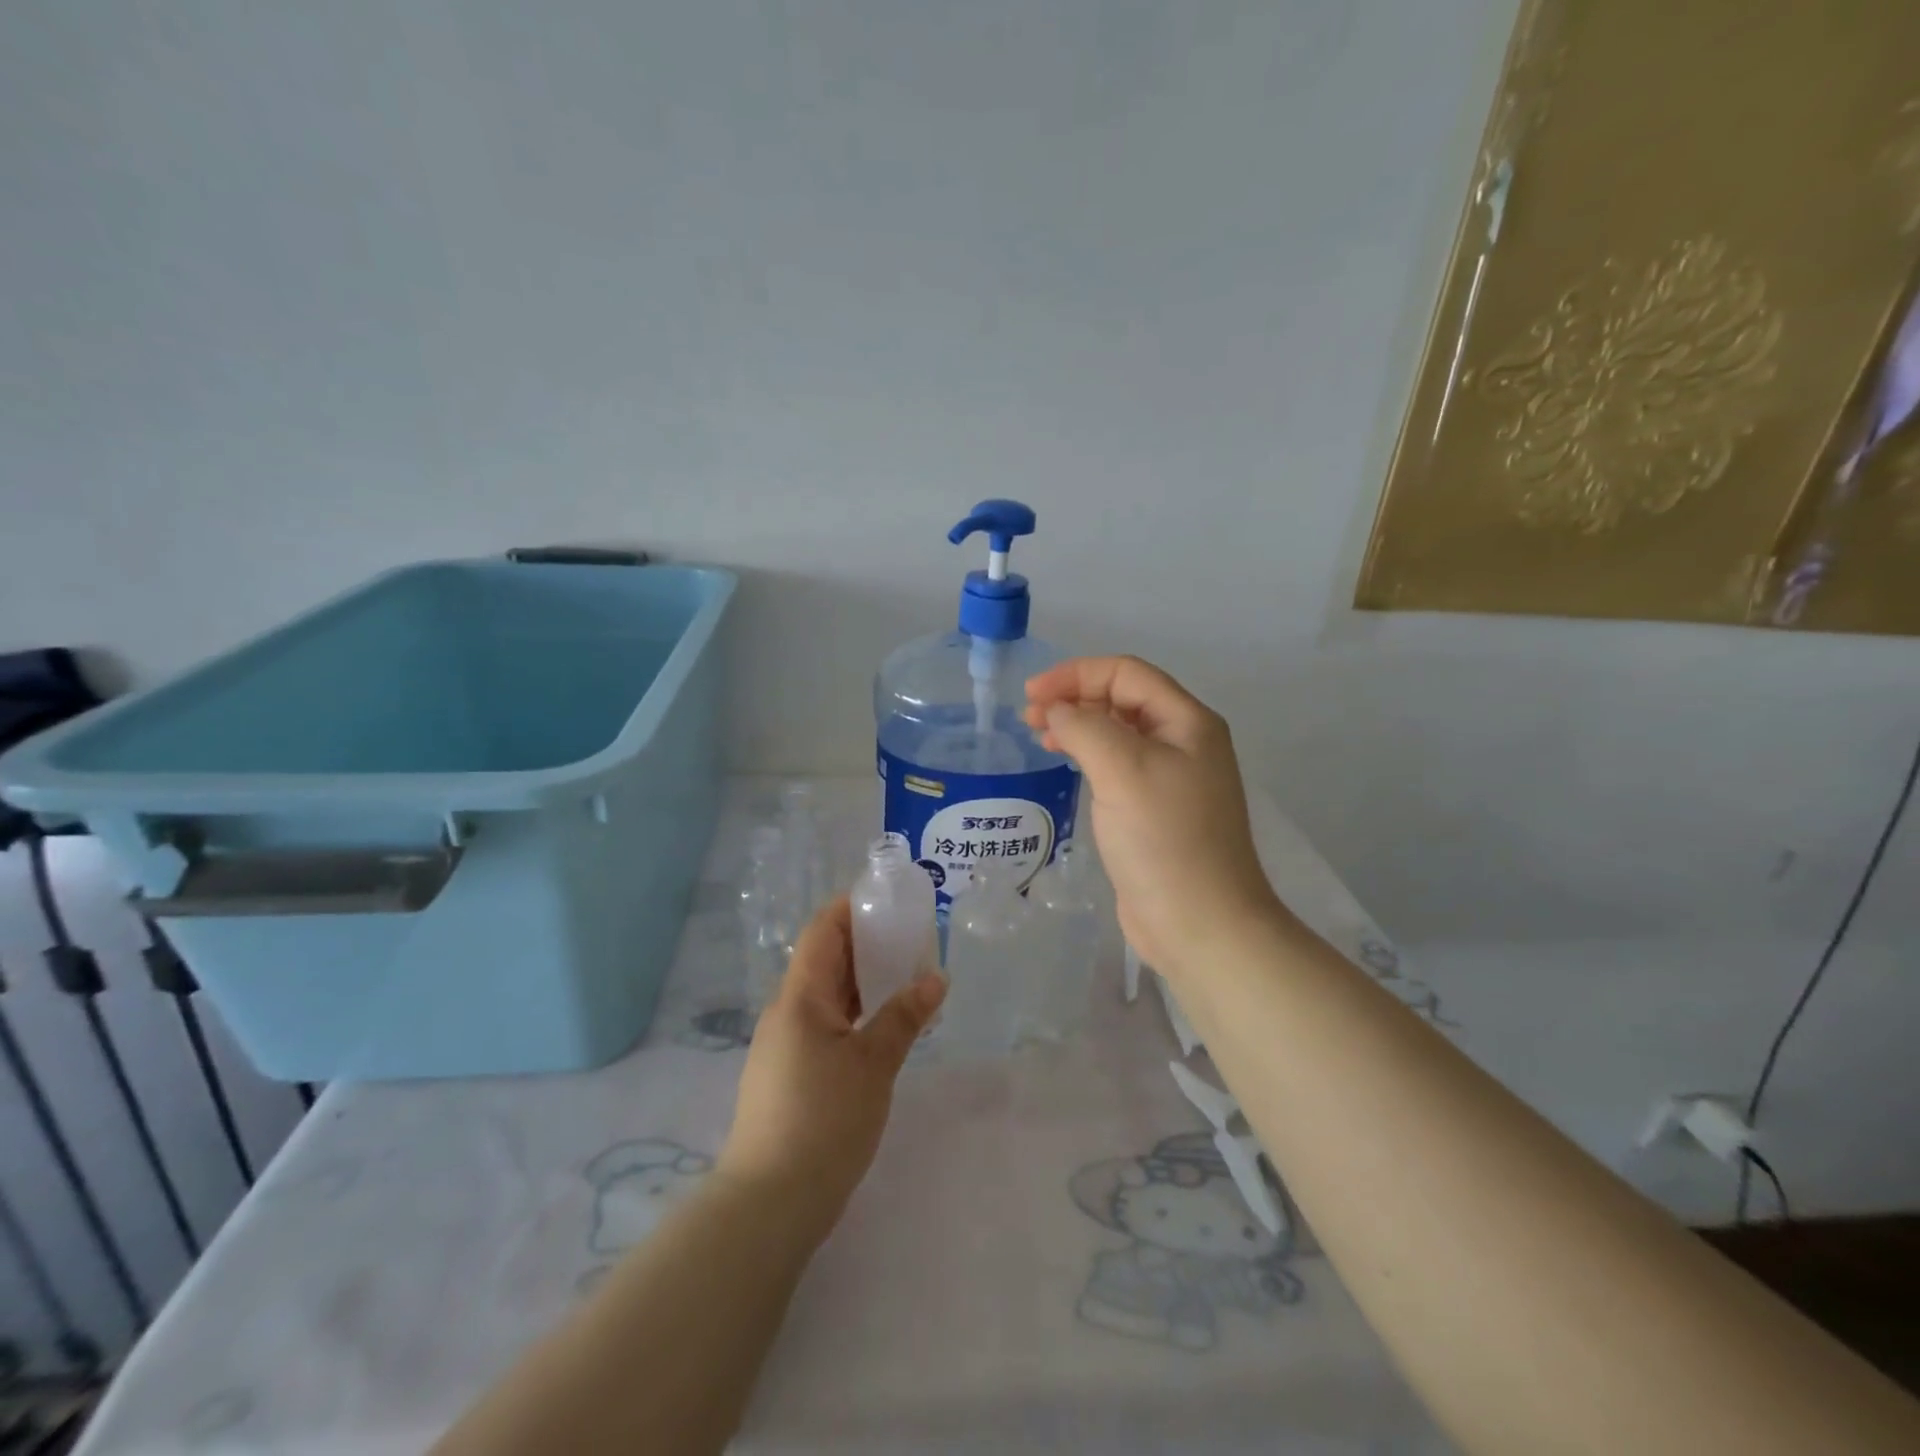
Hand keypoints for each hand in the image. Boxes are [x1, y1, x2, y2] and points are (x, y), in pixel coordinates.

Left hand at [718, 897, 945, 1246]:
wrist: (770, 1203)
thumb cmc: (823, 1119)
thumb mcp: (873, 1064)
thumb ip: (904, 1017)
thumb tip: (935, 979)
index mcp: (800, 996)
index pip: (823, 930)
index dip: (853, 907)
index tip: (891, 900)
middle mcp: (787, 1011)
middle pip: (826, 960)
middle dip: (868, 944)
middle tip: (914, 940)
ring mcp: (785, 1044)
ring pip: (828, 995)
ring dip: (865, 982)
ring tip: (908, 979)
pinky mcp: (790, 1073)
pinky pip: (827, 1025)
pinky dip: (857, 1014)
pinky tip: (885, 1028)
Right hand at [1024, 656, 1284, 978]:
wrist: (1200, 923)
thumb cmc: (1164, 839)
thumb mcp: (1122, 770)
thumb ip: (1085, 728)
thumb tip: (1059, 711)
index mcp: (1188, 722)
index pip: (1127, 673)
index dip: (1076, 674)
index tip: (1032, 694)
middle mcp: (1184, 742)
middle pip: (1123, 699)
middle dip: (1075, 698)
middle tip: (1030, 717)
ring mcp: (1172, 778)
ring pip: (1119, 733)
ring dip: (1079, 725)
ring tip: (1041, 736)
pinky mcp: (1156, 810)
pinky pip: (1118, 765)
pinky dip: (1089, 755)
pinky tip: (1067, 764)